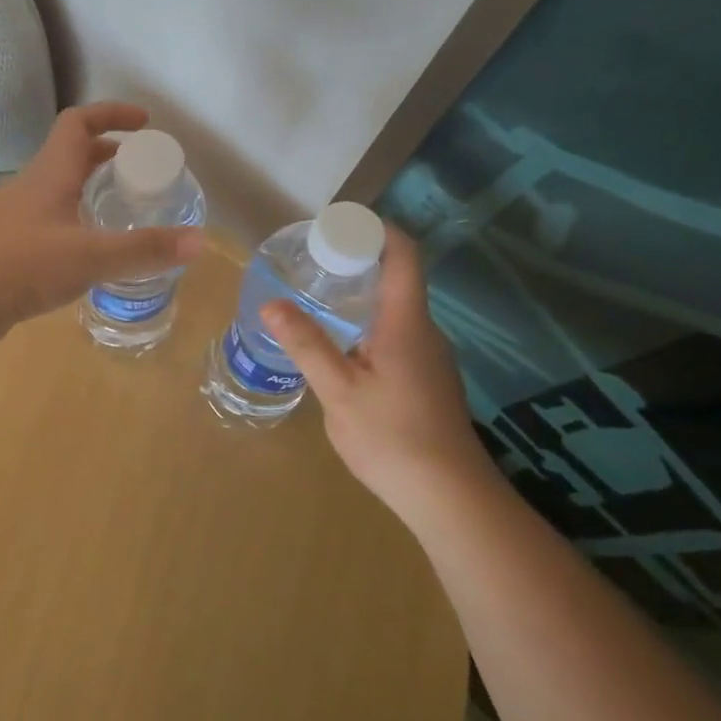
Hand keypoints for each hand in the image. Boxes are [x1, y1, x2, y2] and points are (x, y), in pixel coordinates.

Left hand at [0, 102, 202, 345]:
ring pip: (62, 189)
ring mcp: (20, 219)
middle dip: (110, 154)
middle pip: (73, 154)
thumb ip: (144, 249)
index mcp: (51, 174)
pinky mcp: (14, 248)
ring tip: (126, 211)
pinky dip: (80, 222)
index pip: (79, 122)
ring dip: (94, 190)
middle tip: (143, 172)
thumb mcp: (89, 256)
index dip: (112, 114)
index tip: (146, 123)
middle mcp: (34, 188)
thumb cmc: (19, 266)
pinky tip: (94, 252)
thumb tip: (201, 240)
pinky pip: (54, 221)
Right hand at [262, 228, 494, 508]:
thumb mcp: (338, 390)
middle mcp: (425, 332)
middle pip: (399, 280)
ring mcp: (432, 359)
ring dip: (362, 299)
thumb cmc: (392, 436)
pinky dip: (369, 328)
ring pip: (397, 313)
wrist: (448, 496)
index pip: (403, 255)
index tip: (340, 224)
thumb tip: (271, 303)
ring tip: (319, 303)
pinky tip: (343, 351)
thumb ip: (306, 344)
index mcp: (406, 323)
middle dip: (358, 264)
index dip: (377, 230)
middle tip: (313, 264)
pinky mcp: (429, 382)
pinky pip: (399, 338)